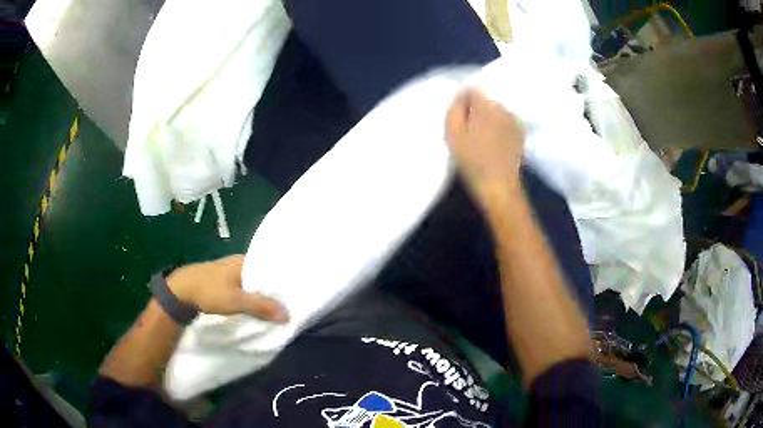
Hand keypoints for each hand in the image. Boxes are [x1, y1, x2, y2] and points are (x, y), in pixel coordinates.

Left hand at [167, 255, 287, 322]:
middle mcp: (241, 262)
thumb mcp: (236, 301)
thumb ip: (261, 306)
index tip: (297, 294)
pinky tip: (258, 306)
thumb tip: (288, 315)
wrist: (181, 291)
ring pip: (255, 282)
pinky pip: (246, 287)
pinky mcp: (226, 281)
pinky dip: (253, 295)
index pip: (272, 267)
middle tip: (291, 304)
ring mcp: (232, 271)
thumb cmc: (209, 291)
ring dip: (263, 294)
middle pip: (264, 276)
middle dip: (275, 289)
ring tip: (279, 307)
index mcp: (245, 261)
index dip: (285, 280)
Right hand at [445, 89, 524, 203]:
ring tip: (482, 136)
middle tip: (469, 128)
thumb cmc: (472, 160)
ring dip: (489, 117)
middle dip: (477, 108)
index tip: (459, 117)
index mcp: (486, 105)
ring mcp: (515, 121)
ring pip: (497, 110)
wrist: (498, 186)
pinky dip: (500, 127)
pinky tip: (495, 143)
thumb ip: (455, 109)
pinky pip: (506, 122)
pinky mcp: (521, 134)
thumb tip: (461, 96)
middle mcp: (504, 108)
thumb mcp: (452, 133)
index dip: (463, 101)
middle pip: (487, 99)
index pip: (473, 89)